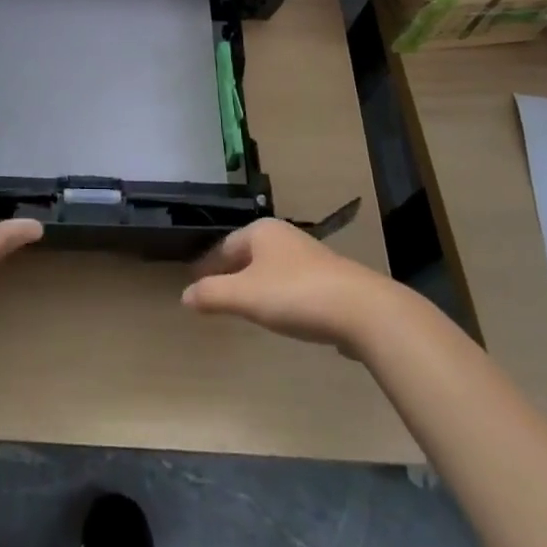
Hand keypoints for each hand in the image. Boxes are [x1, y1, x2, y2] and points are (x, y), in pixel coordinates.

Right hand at [181, 219, 393, 356]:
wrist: (362, 310)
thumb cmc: (295, 295)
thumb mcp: (246, 296)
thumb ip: (213, 295)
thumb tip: (185, 296)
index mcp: (261, 231)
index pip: (224, 246)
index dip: (208, 266)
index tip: (195, 285)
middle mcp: (284, 236)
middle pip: (247, 254)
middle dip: (231, 273)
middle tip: (216, 295)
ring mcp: (309, 256)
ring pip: (271, 268)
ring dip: (256, 284)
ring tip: (245, 306)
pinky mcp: (329, 280)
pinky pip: (292, 284)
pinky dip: (279, 295)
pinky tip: (282, 315)